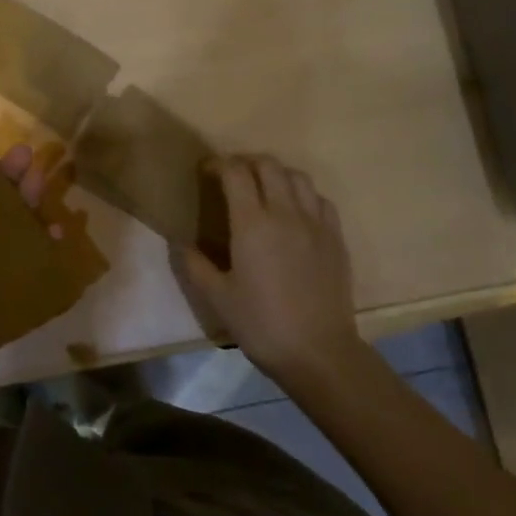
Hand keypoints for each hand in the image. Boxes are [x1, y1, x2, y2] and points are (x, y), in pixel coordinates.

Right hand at [177, 155, 362, 383]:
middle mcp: (285, 213)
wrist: (319, 353)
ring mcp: (315, 223)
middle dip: (246, 162)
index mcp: (252, 223)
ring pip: (298, 177)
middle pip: (268, 165)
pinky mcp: (336, 237)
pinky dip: (304, 195)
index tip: (206, 171)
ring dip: (277, 174)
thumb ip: (195, 265)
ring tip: (264, 188)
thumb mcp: (218, 298)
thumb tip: (179, 242)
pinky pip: (320, 200)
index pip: (235, 172)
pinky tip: (296, 211)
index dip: (218, 164)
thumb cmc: (262, 325)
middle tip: (232, 177)